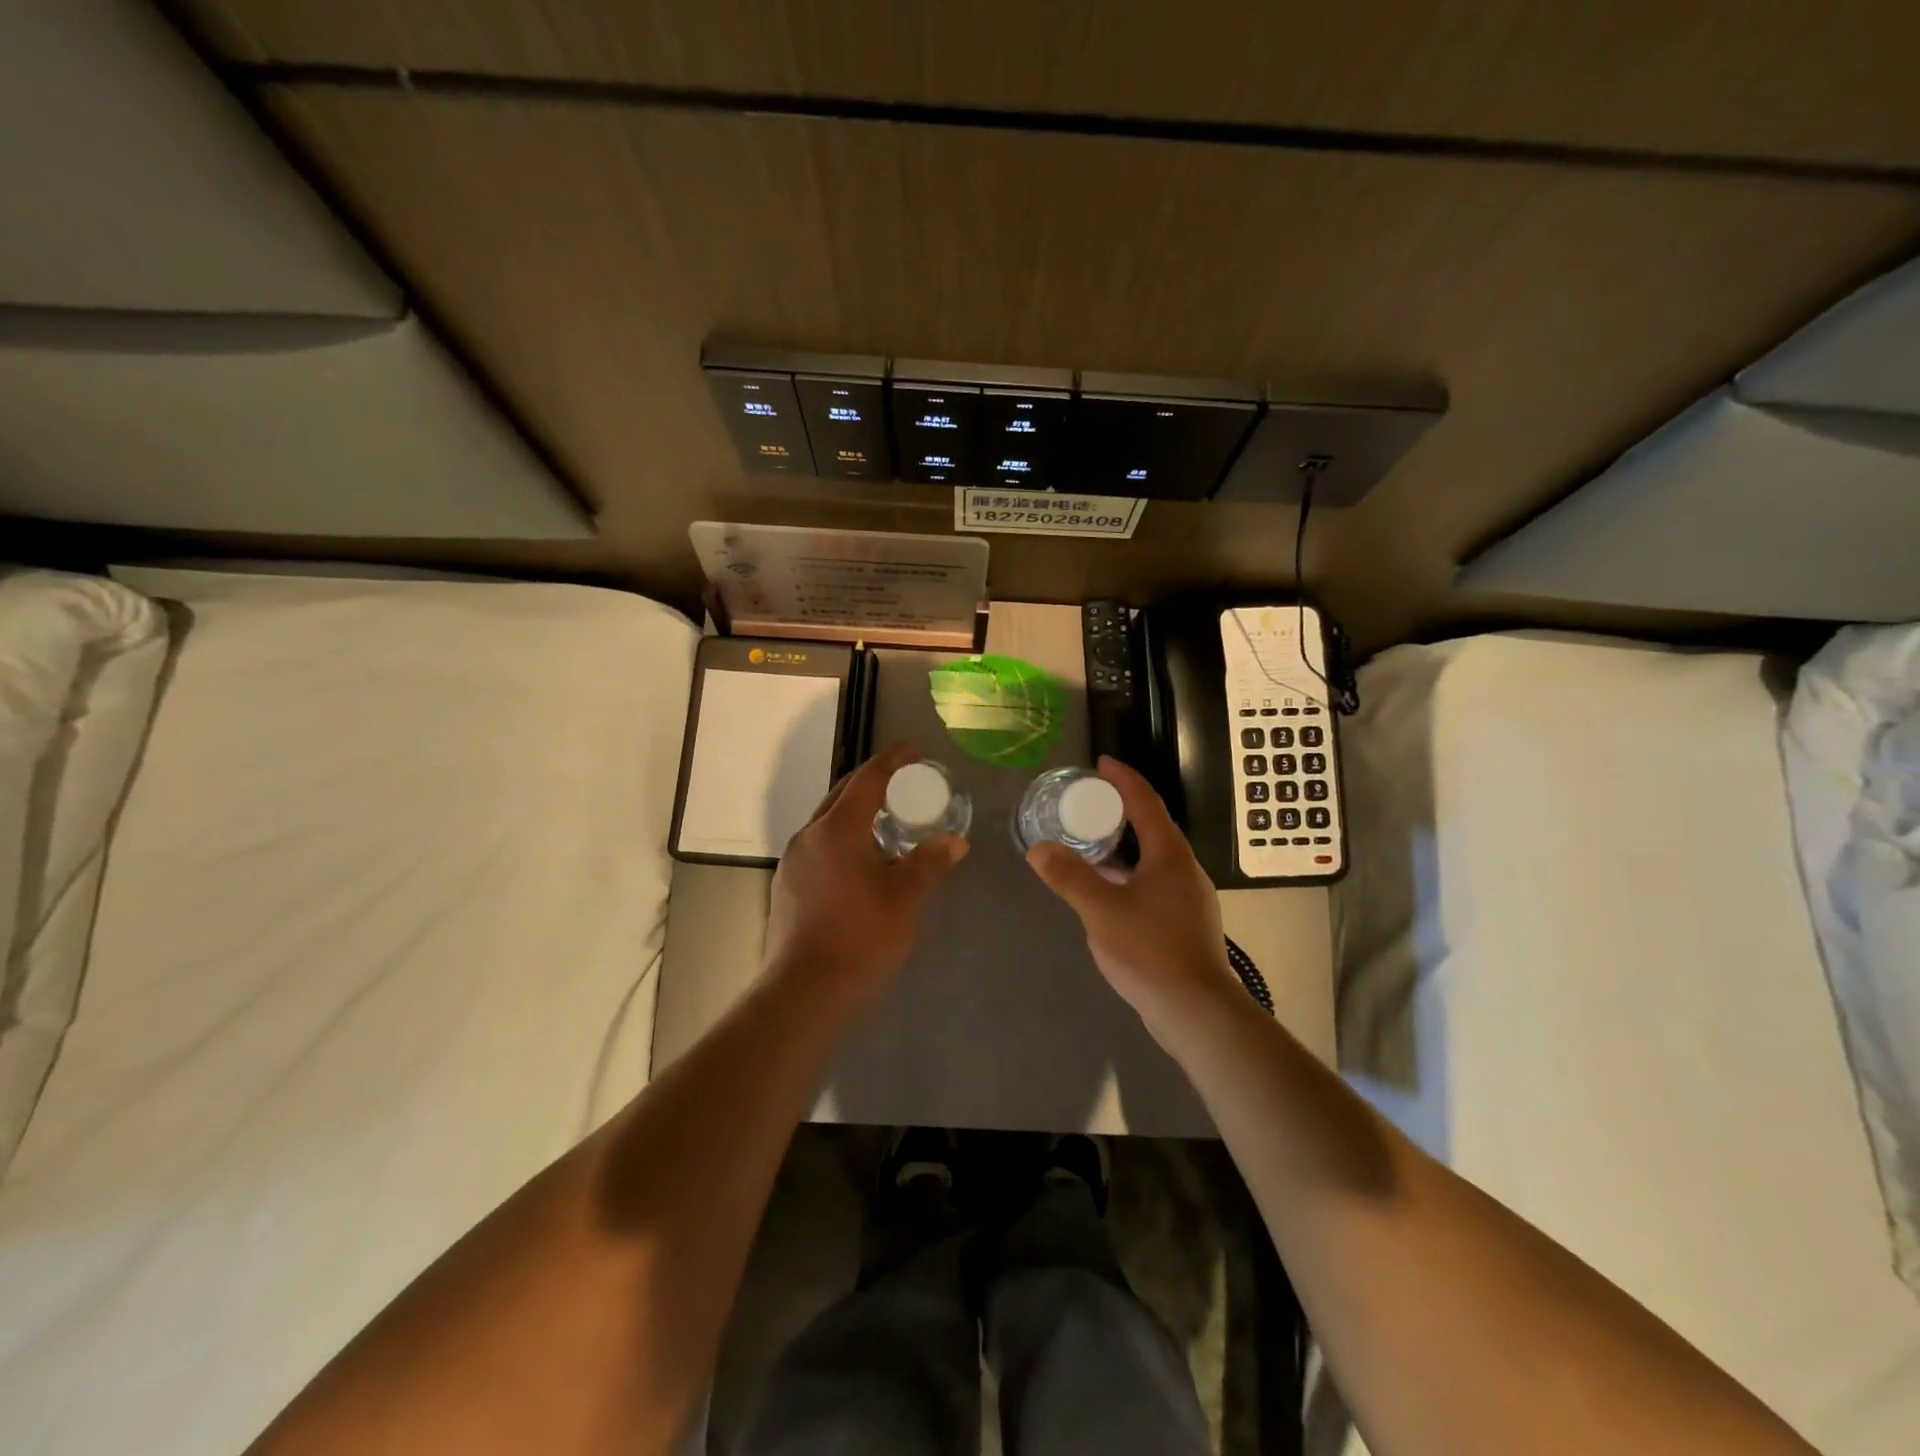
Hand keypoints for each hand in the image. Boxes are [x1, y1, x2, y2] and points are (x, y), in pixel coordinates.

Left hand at [766, 743, 968, 1000]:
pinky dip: (843, 839)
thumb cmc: (861, 937)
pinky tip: (862, 861)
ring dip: (857, 813)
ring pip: (828, 822)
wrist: (804, 991)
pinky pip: (820, 846)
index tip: (914, 751)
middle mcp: (809, 835)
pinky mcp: (787, 885)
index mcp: (837, 829)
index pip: (867, 779)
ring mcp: (793, 860)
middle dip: (874, 783)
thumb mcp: (905, 898)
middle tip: (905, 784)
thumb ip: (929, 863)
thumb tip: (954, 841)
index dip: (892, 761)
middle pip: (843, 795)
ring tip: (888, 823)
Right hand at [1025, 756, 1243, 1032]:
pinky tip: (1107, 891)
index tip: (1100, 763)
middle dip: (1120, 810)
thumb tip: (1038, 849)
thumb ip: (1069, 877)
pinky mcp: (1185, 922)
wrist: (1197, 1011)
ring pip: (1152, 858)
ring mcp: (1188, 897)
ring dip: (1123, 845)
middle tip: (1085, 804)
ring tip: (1089, 844)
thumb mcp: (1102, 911)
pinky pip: (1153, 882)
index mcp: (1170, 854)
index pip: (1145, 801)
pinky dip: (1128, 873)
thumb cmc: (1151, 951)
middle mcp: (1185, 869)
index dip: (1123, 778)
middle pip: (1151, 826)